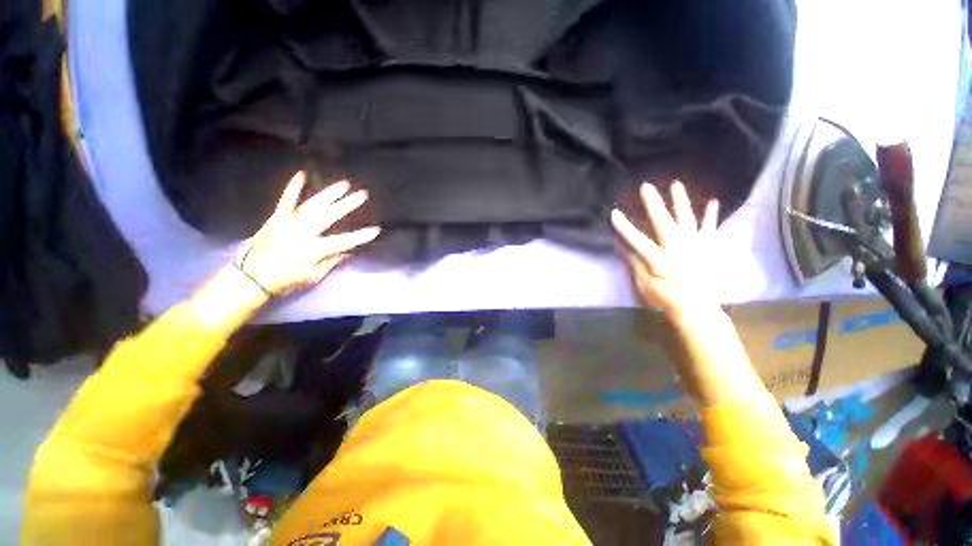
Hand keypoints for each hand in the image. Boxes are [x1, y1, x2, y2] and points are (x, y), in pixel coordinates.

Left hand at [237, 171, 379, 296]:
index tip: (376, 230)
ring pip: (312, 205)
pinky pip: (286, 200)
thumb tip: (347, 252)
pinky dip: (293, 187)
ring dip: (329, 194)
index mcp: (314, 250)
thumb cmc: (286, 281)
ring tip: (344, 184)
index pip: (343, 241)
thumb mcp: (313, 277)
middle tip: (362, 195)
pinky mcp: (277, 218)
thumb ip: (331, 262)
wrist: (250, 277)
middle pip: (329, 216)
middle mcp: (303, 233)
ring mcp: (289, 223)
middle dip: (347, 205)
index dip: (360, 236)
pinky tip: (302, 175)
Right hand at [611, 181, 719, 314]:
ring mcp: (695, 246)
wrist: (698, 308)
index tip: (614, 213)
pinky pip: (710, 229)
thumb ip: (635, 263)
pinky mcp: (708, 248)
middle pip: (664, 222)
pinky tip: (712, 202)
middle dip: (654, 203)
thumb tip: (623, 246)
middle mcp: (678, 248)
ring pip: (687, 219)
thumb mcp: (645, 284)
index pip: (637, 240)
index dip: (624, 227)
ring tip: (676, 184)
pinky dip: (711, 216)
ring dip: (681, 201)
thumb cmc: (666, 298)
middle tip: (647, 186)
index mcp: (659, 259)